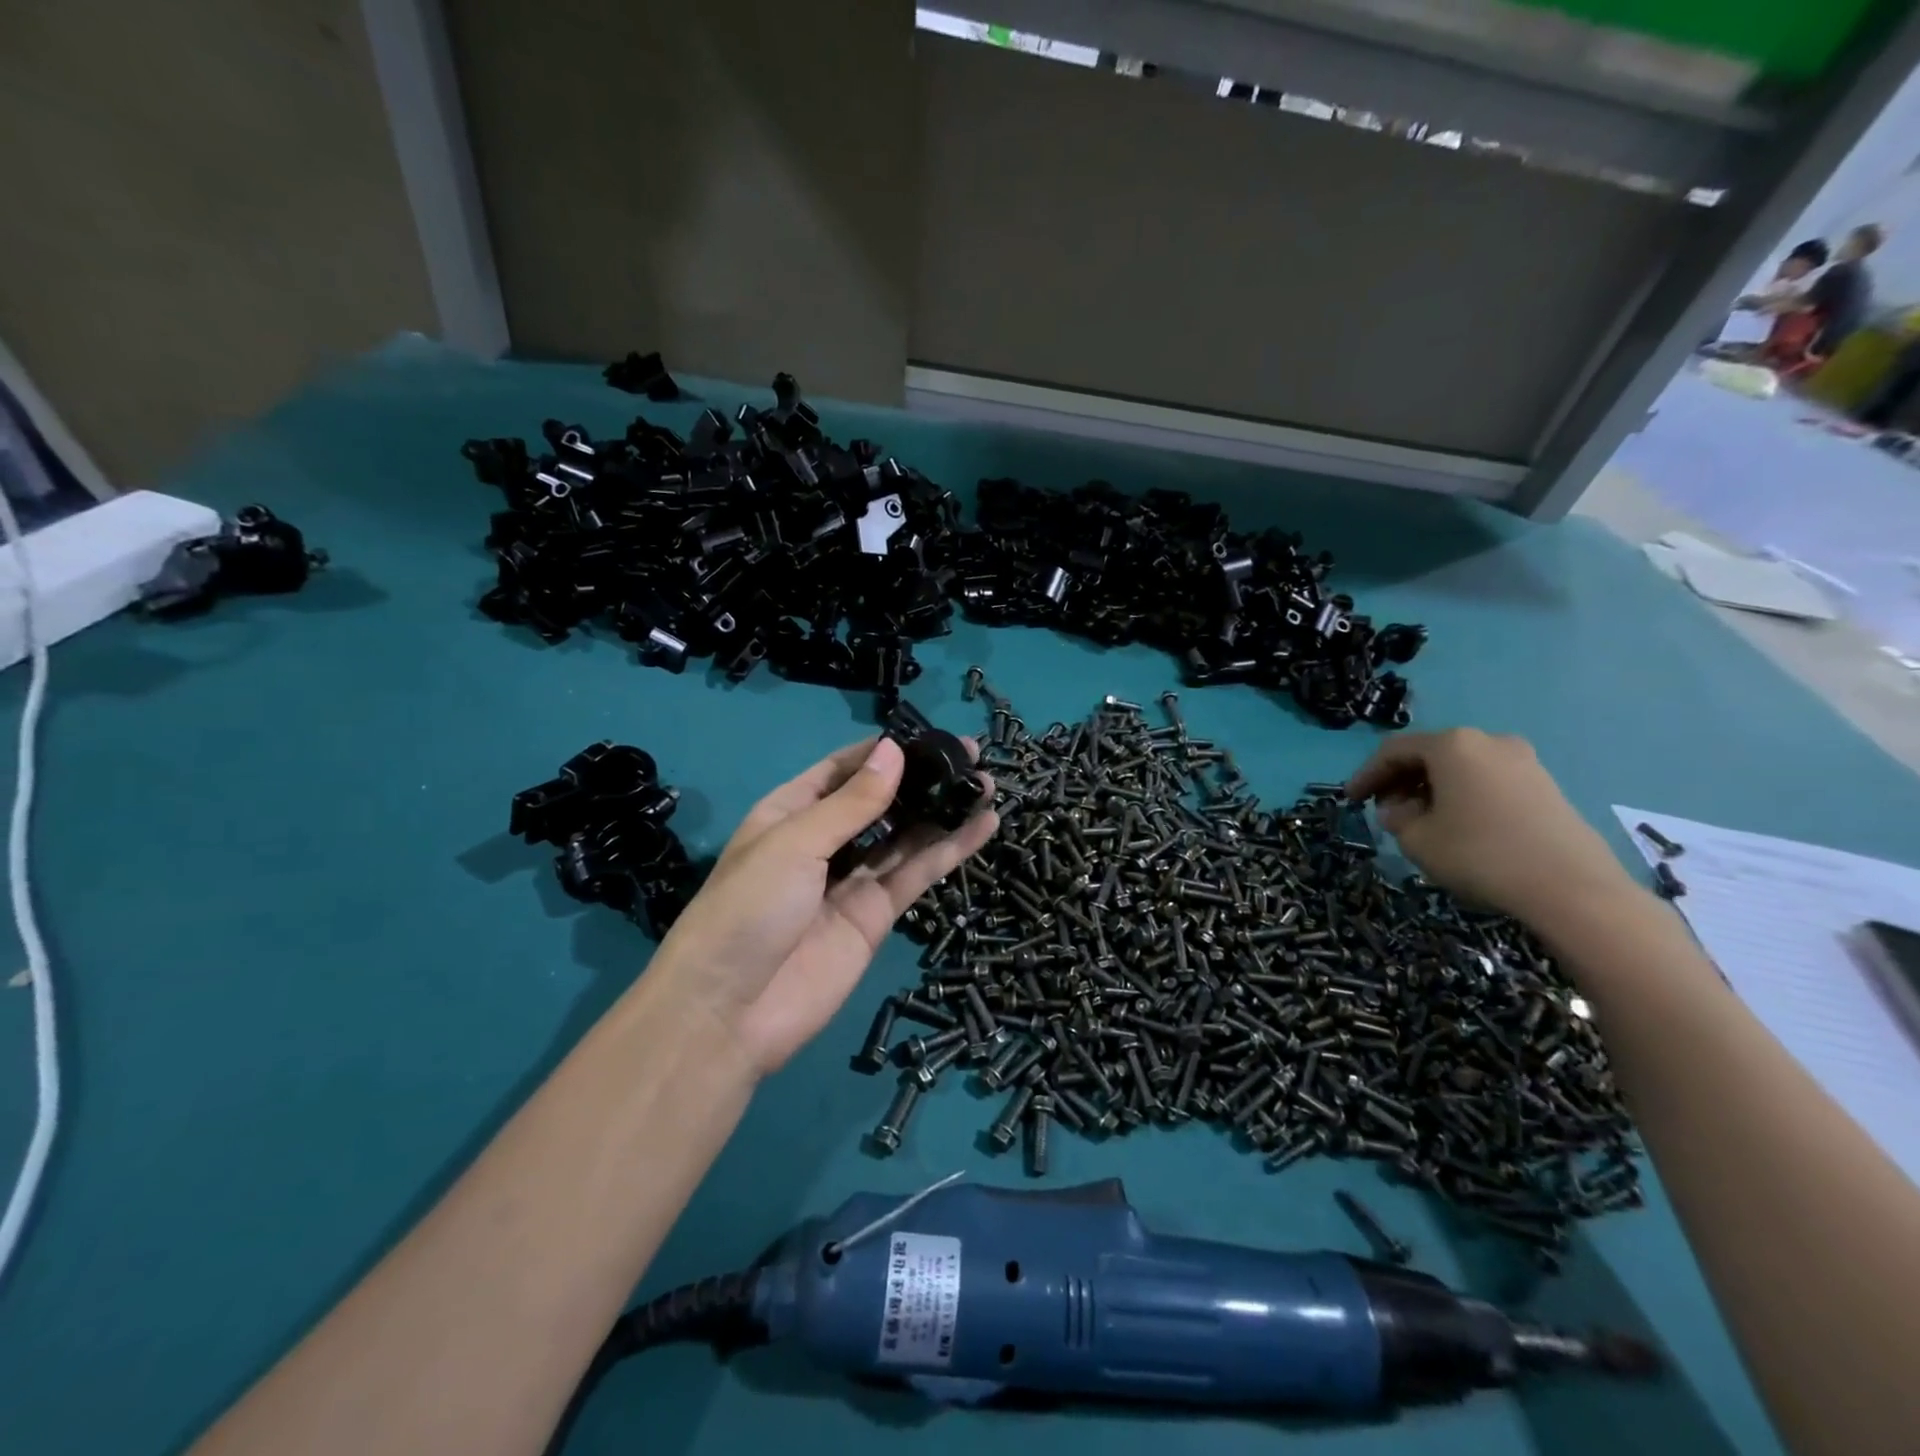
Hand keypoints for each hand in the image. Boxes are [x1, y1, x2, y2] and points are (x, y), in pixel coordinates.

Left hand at [648, 736, 998, 1076]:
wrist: (729, 1012)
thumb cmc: (748, 909)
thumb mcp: (794, 843)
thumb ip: (852, 803)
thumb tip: (894, 750)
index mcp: (791, 812)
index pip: (843, 769)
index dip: (883, 751)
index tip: (929, 734)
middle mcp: (824, 841)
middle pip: (881, 801)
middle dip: (922, 778)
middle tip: (971, 755)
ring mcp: (852, 880)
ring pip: (906, 836)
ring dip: (943, 811)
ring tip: (986, 784)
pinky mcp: (876, 916)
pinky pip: (917, 874)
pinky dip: (950, 851)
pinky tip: (982, 825)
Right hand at [1345, 728, 1634, 924]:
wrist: (1572, 889)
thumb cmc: (1480, 854)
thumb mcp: (1416, 839)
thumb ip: (1396, 817)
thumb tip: (1401, 809)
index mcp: (1452, 745)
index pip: (1393, 751)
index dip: (1367, 775)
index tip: (1351, 800)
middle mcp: (1488, 741)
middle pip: (1430, 754)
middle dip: (1401, 780)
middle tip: (1384, 810)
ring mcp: (1523, 761)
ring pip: (1461, 768)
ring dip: (1432, 789)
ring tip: (1419, 820)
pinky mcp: (1546, 786)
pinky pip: (1488, 781)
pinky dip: (1463, 796)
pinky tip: (1458, 825)